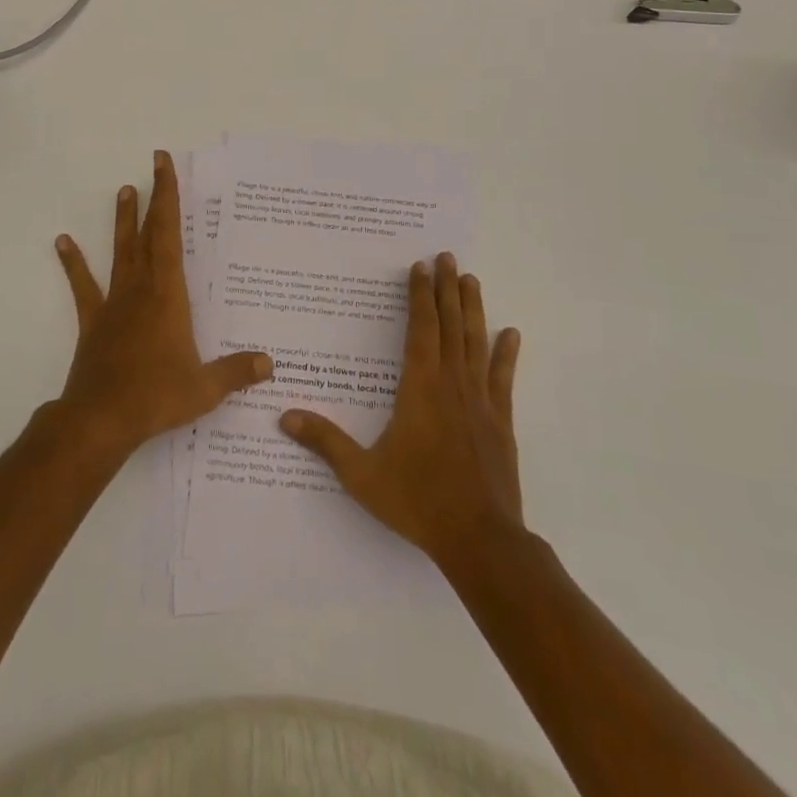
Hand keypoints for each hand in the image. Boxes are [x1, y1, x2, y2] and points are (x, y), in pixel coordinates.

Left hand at [53, 151, 272, 458]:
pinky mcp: (94, 321)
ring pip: (121, 252)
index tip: (164, 165)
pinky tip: (62, 241)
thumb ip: (236, 372)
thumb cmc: (156, 397)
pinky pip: (84, 286)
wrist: (101, 420)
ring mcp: (114, 303)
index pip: (171, 235)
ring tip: (123, 190)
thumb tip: (269, 363)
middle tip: (154, 164)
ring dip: (123, 221)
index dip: (169, 198)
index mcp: (169, 295)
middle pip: (149, 234)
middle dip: (155, 198)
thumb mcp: (205, 388)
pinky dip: (73, 263)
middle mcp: (141, 289)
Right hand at [280, 253, 523, 564]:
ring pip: (476, 342)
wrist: (479, 539)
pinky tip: (511, 333)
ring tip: (471, 279)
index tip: (419, 268)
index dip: (419, 297)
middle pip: (449, 326)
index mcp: (419, 389)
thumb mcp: (362, 475)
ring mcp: (480, 401)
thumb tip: (284, 416)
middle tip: (447, 256)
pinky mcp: (500, 421)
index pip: (420, 330)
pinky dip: (506, 354)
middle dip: (446, 289)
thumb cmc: (417, 501)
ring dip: (473, 309)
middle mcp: (451, 384)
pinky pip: (503, 378)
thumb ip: (325, 442)